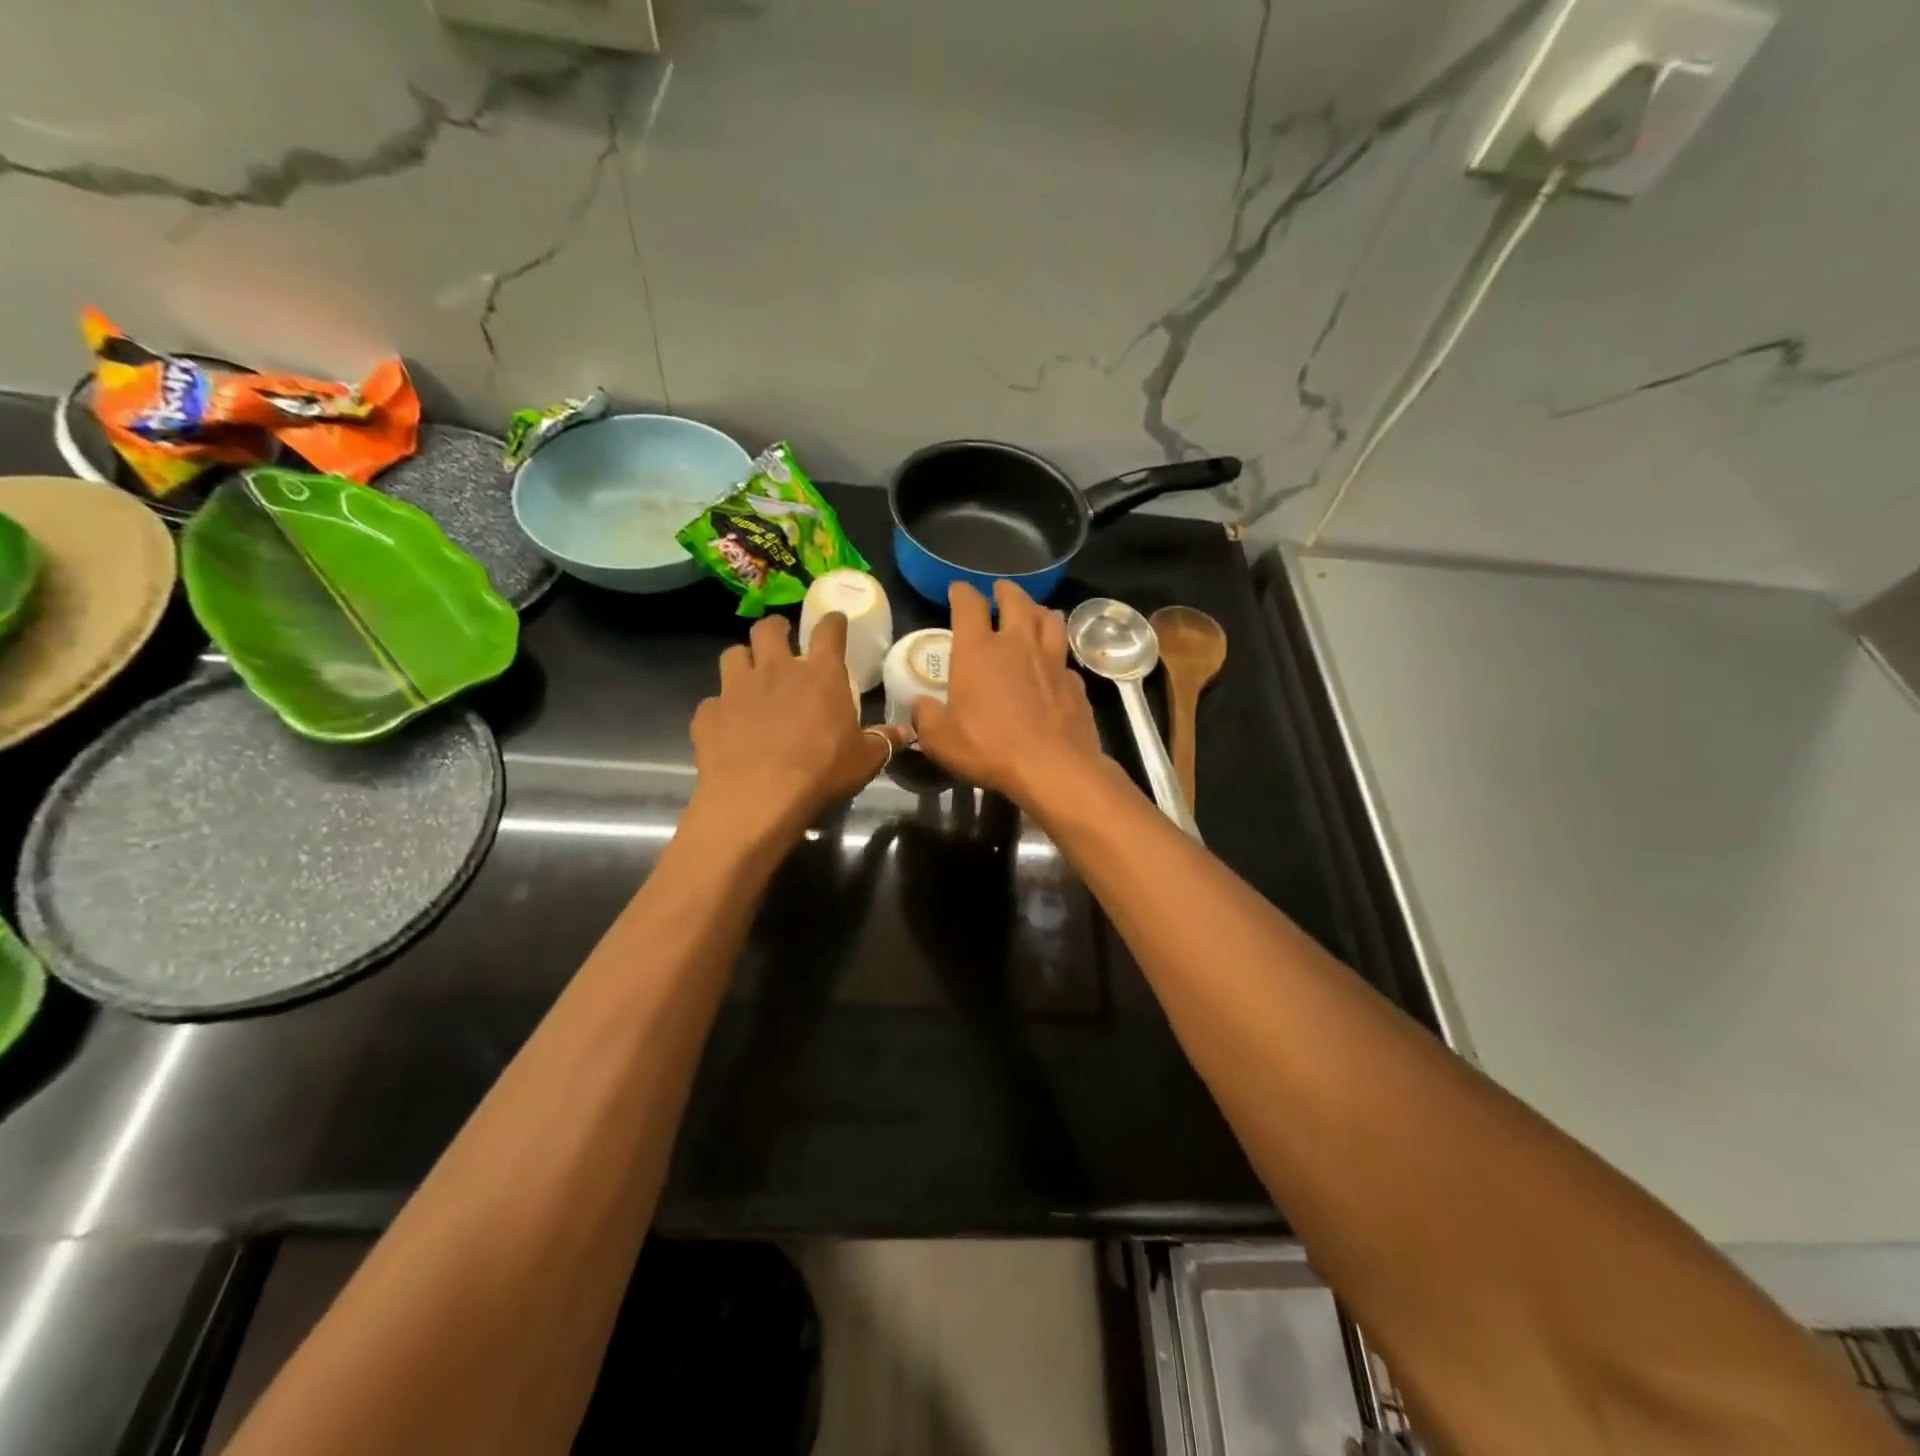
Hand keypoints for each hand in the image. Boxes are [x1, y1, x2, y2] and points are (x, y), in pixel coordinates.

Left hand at [689, 613, 906, 842]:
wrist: (758, 799)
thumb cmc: (821, 773)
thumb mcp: (864, 760)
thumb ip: (882, 741)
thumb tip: (903, 733)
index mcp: (819, 674)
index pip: (828, 631)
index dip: (832, 621)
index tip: (834, 621)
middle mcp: (775, 670)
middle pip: (769, 629)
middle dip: (776, 627)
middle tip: (781, 637)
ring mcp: (736, 689)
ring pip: (733, 655)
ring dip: (743, 660)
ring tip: (749, 675)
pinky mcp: (708, 713)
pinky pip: (713, 702)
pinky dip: (721, 709)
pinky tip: (728, 726)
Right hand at [913, 580, 1105, 804]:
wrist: (1053, 767)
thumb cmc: (990, 748)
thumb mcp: (940, 740)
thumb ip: (926, 717)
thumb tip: (921, 706)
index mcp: (978, 651)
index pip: (968, 605)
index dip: (962, 592)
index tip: (958, 589)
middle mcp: (1018, 645)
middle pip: (1016, 601)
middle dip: (1006, 591)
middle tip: (1001, 590)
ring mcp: (1052, 661)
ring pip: (1051, 620)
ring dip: (1040, 611)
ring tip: (1035, 613)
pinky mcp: (1075, 683)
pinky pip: (1065, 659)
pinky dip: (1058, 656)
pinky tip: (1055, 665)